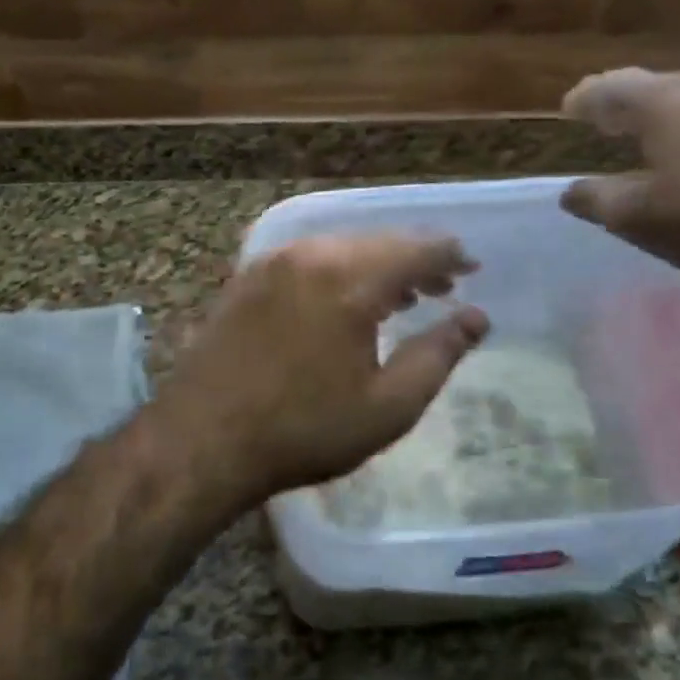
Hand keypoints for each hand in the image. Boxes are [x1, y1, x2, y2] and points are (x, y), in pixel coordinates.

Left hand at [152, 235, 488, 510]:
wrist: (203, 438)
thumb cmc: (304, 429)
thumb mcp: (388, 406)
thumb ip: (439, 355)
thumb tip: (475, 318)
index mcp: (349, 280)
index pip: (415, 249)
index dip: (450, 255)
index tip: (472, 268)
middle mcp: (310, 256)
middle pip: (377, 241)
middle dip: (415, 258)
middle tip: (443, 284)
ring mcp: (271, 263)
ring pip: (340, 247)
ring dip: (376, 264)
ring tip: (401, 296)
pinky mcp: (246, 279)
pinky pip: (306, 259)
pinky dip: (337, 269)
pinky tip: (343, 300)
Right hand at [559, 69, 679, 291]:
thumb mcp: (640, 219)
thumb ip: (597, 200)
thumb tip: (571, 191)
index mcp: (664, 102)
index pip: (609, 88)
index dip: (584, 98)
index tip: (569, 108)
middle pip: (654, 85)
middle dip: (625, 103)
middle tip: (606, 121)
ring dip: (667, 115)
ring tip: (654, 138)